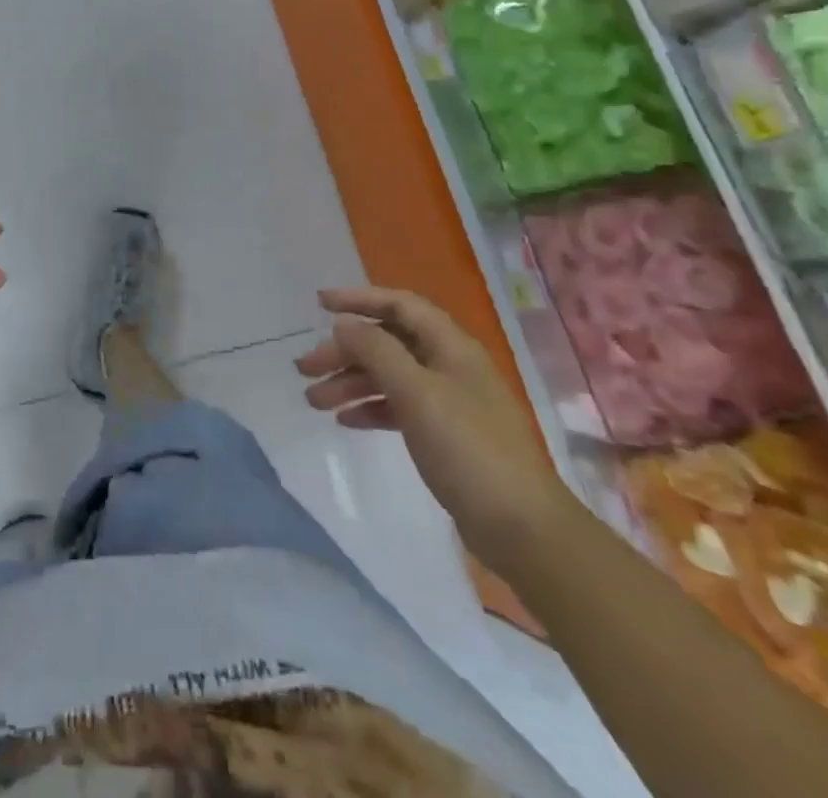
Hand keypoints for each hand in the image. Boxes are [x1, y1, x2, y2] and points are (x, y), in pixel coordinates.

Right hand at [296, 287, 574, 575]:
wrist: (522, 529)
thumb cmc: (468, 450)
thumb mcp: (417, 393)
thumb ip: (377, 351)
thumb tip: (345, 324)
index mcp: (450, 346)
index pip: (400, 305)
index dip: (360, 299)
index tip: (320, 304)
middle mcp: (449, 365)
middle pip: (388, 342)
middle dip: (345, 351)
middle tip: (305, 368)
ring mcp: (449, 401)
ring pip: (390, 376)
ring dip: (351, 382)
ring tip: (314, 401)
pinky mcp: (445, 435)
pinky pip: (399, 406)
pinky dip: (370, 408)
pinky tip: (346, 420)